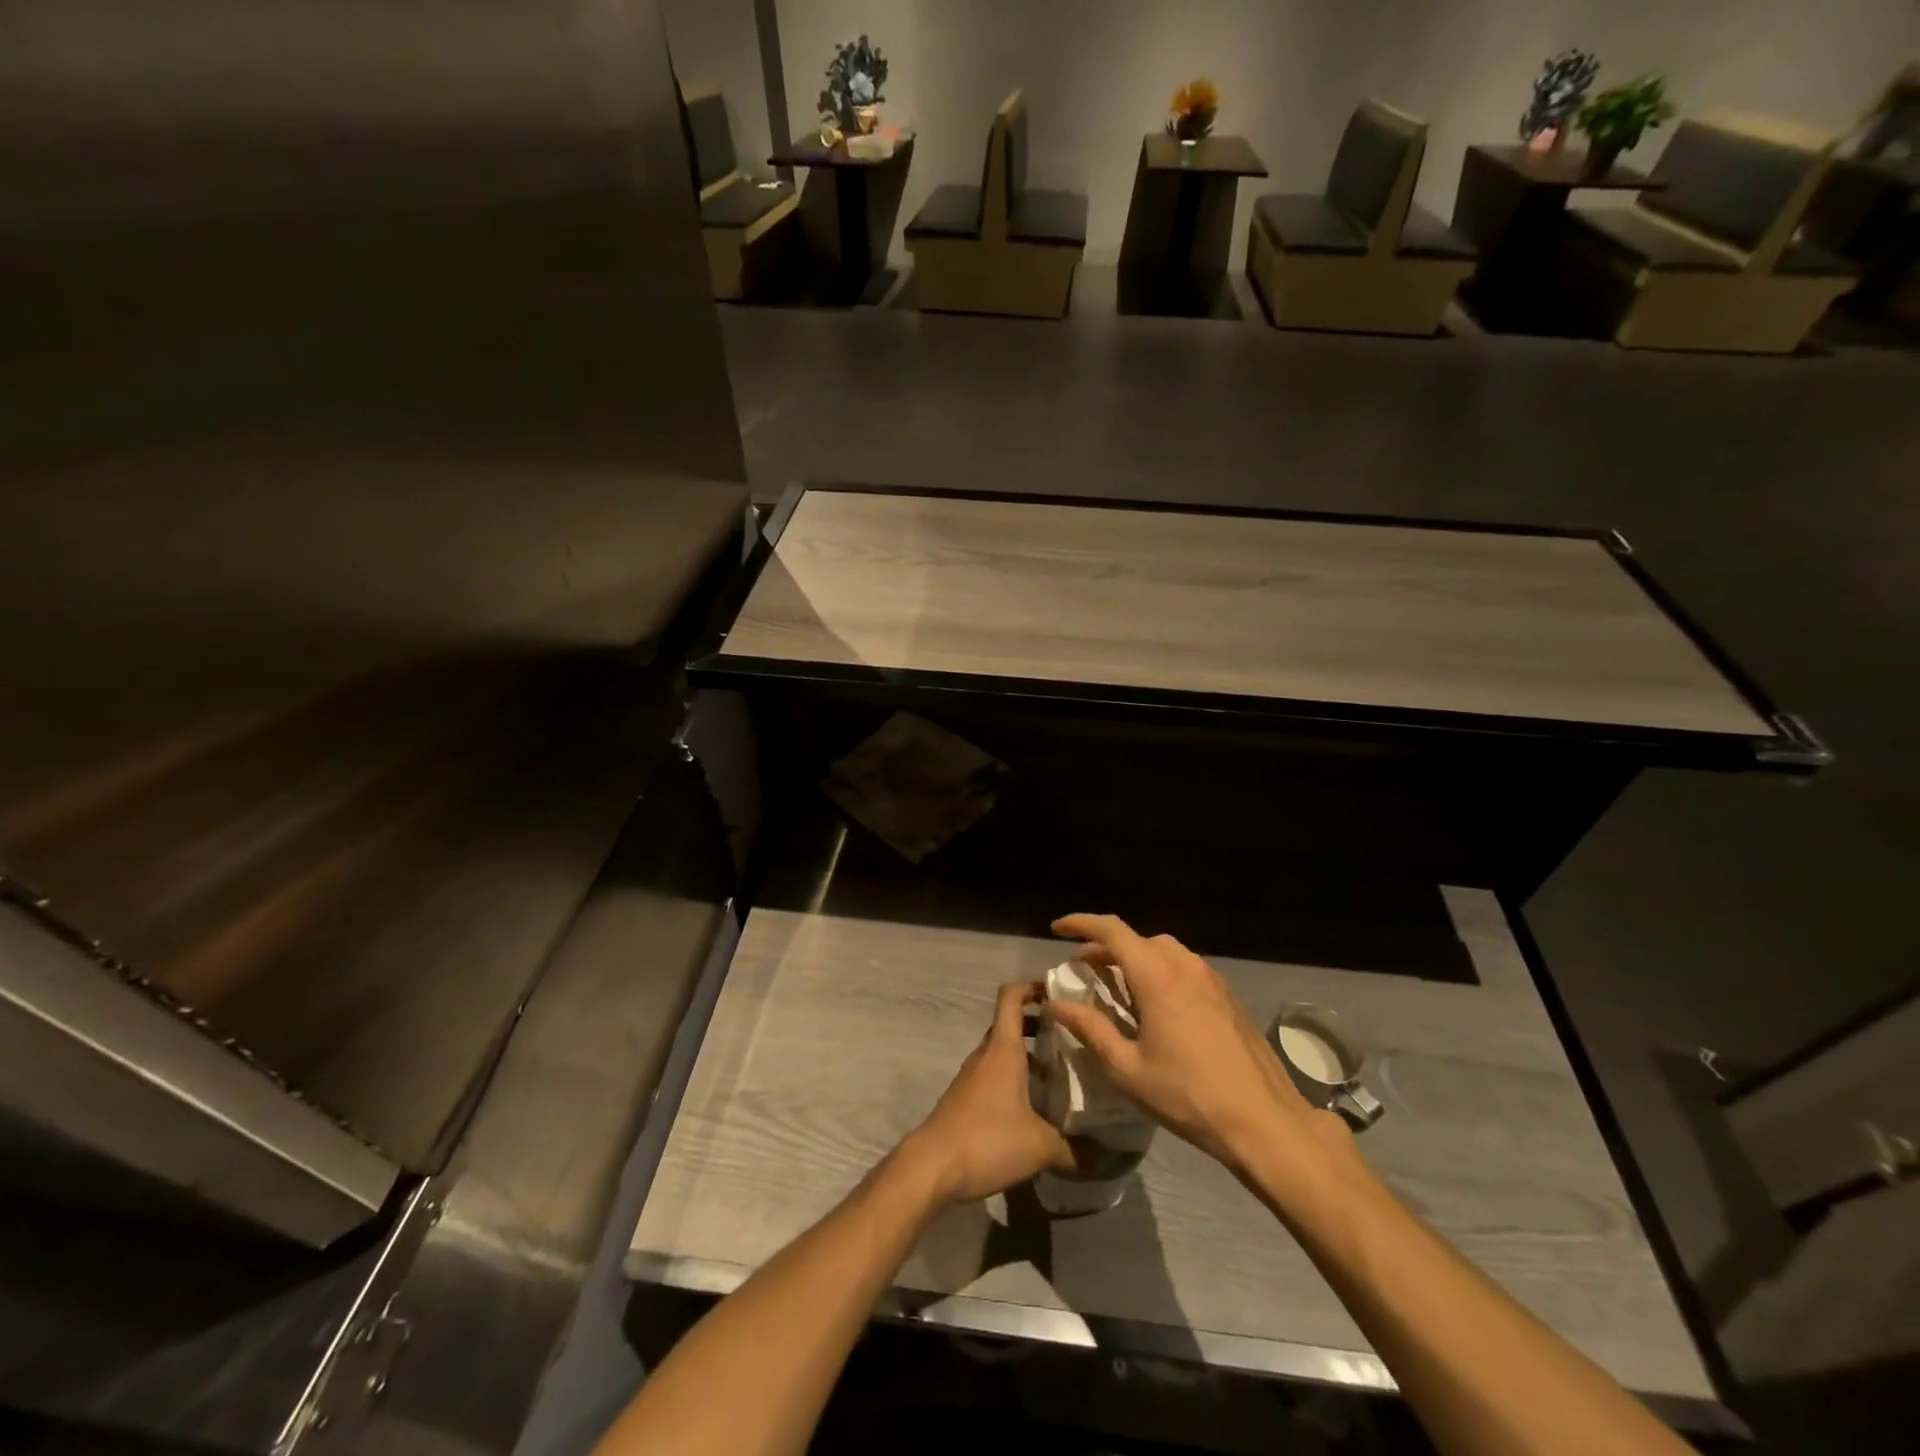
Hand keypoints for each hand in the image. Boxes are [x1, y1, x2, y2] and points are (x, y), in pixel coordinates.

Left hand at [902, 981, 1073, 1203]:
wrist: (931, 1167)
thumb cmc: (986, 1140)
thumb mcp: (1039, 1146)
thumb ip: (1076, 1150)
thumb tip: (1108, 1157)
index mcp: (1003, 1050)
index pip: (1011, 998)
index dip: (1032, 988)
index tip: (1058, 995)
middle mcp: (986, 1055)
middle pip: (1010, 1025)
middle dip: (1039, 1027)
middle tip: (1071, 1040)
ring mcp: (972, 1077)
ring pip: (1002, 1053)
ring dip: (1028, 1057)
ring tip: (1060, 1076)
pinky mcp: (965, 1099)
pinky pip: (993, 1076)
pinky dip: (1014, 1079)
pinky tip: (1034, 1107)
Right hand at [1048, 914, 1349, 1180]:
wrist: (1264, 1120)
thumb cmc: (1188, 1095)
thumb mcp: (1128, 1069)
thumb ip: (1090, 1029)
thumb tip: (1057, 1004)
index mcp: (1157, 976)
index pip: (1111, 931)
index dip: (1081, 923)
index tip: (1057, 929)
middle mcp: (1184, 965)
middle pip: (1137, 939)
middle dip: (1106, 947)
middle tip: (1085, 969)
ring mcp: (1211, 978)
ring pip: (1164, 951)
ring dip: (1135, 958)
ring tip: (1118, 987)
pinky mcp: (1227, 996)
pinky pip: (1185, 968)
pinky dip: (1160, 971)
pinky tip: (1156, 1006)